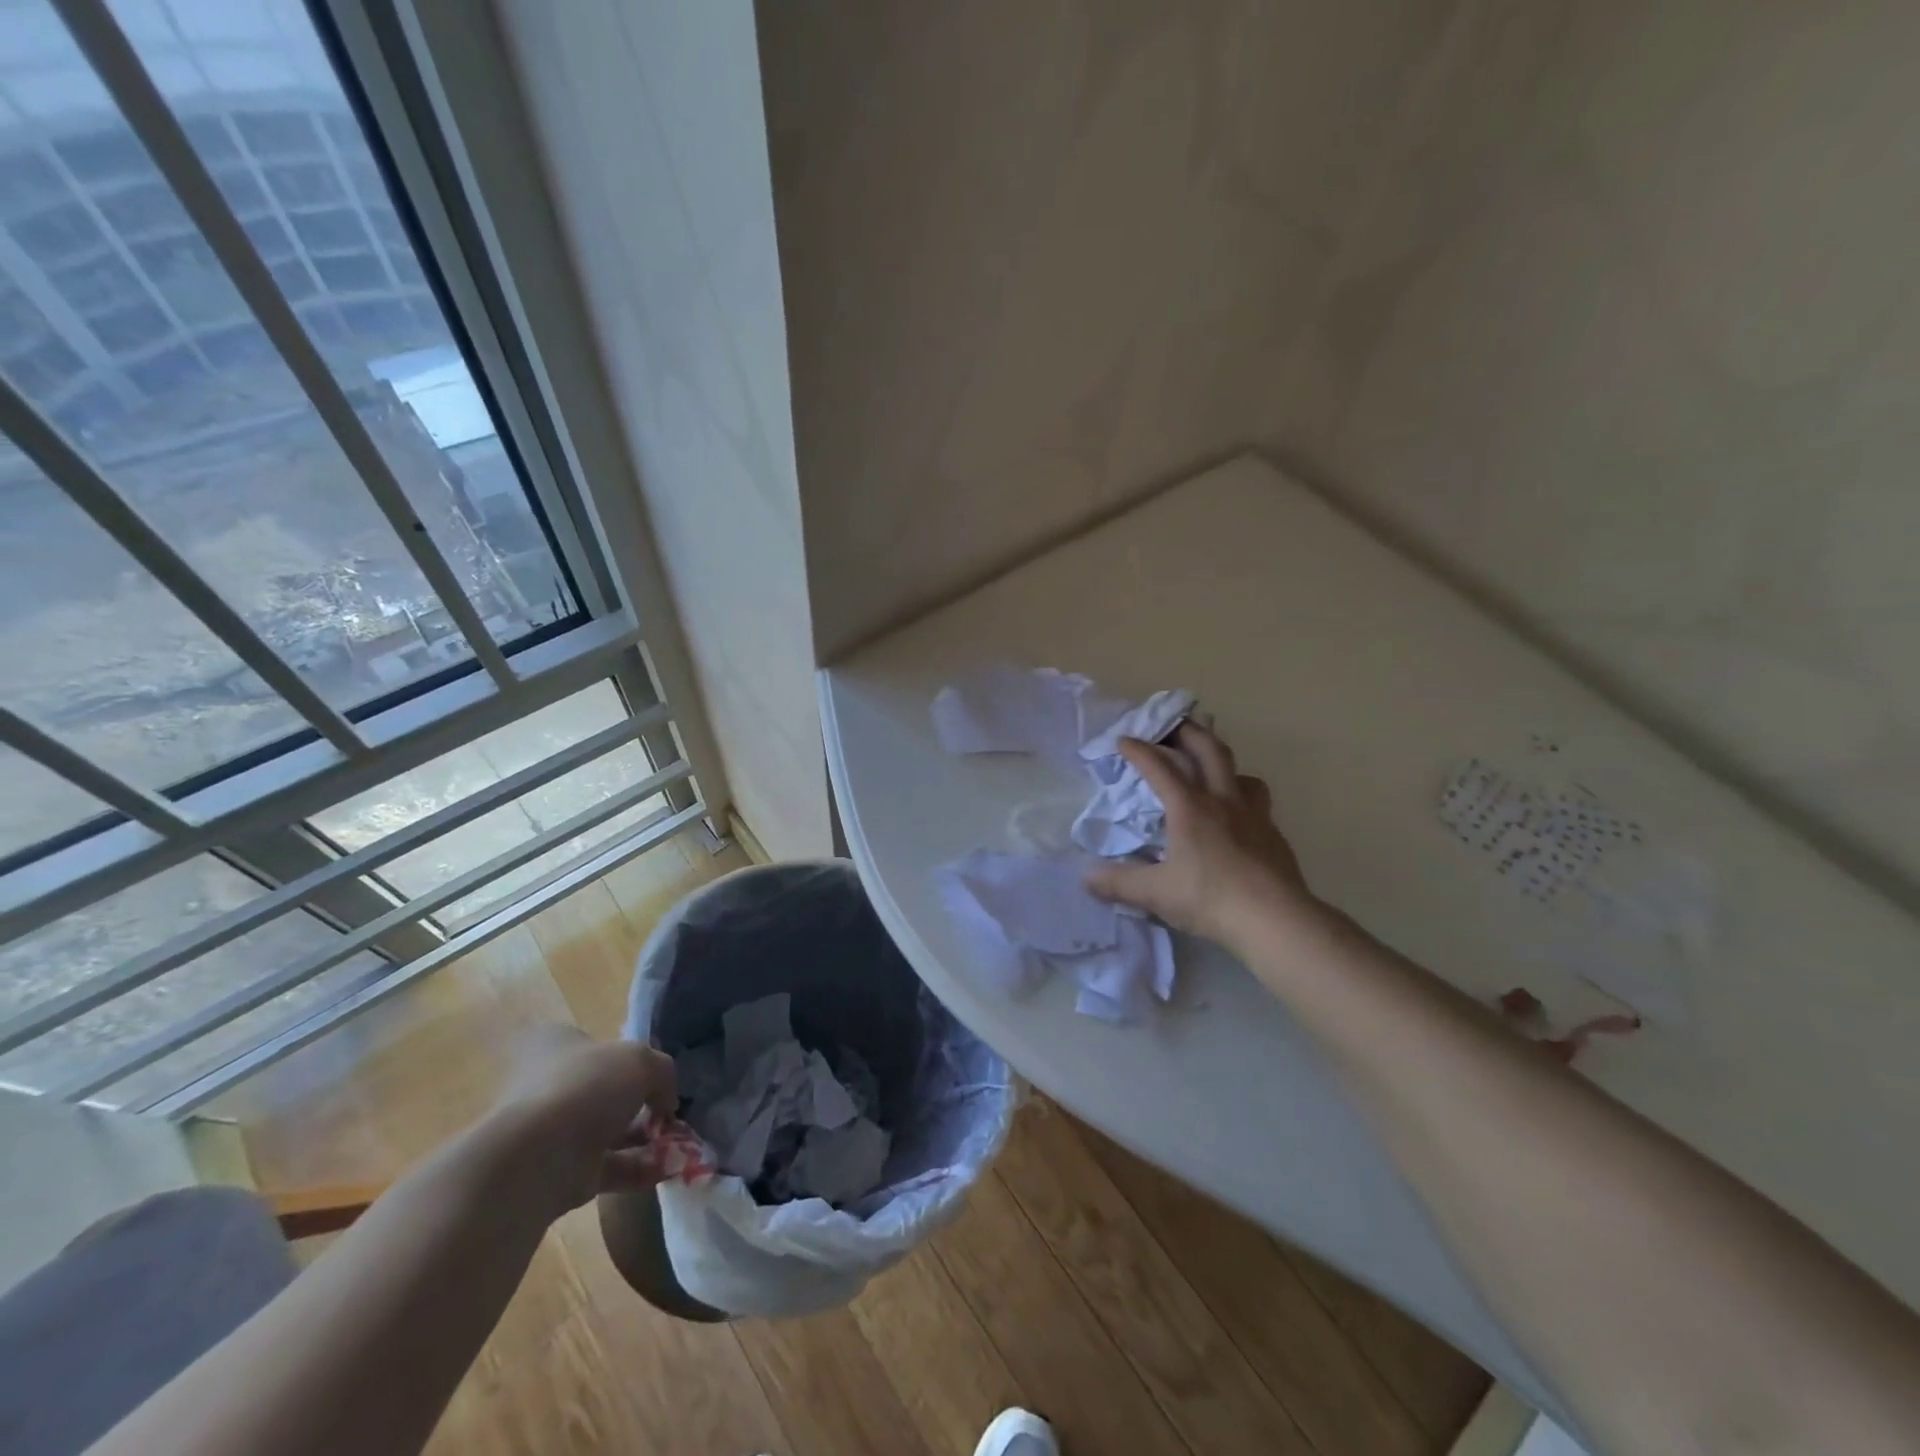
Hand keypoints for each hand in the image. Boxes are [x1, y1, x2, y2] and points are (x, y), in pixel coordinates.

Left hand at [492, 1025, 677, 1214]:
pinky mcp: (561, 1173)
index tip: (657, 1073)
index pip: (596, 1045)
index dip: (629, 1057)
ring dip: (644, 1137)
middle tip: (671, 1111)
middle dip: (641, 1102)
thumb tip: (666, 1100)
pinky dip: (638, 1168)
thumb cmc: (587, 1089)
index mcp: (557, 1046)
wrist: (537, 1160)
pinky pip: (608, 1167)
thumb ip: (663, 1073)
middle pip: (605, 1090)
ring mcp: (553, 1133)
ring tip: (679, 1142)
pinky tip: (667, 1169)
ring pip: (608, 1130)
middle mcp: (550, 1086)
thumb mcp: (641, 1062)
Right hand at [1085, 722, 1323, 950]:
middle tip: (1174, 724)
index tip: (1124, 740)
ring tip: (1212, 770)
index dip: (1139, 751)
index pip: (1160, 767)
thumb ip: (1119, 883)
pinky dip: (1243, 797)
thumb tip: (1087, 878)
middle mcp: (1223, 801)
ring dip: (1224, 763)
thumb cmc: (1210, 898)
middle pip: (1209, 750)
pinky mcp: (1273, 835)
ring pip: (1241, 773)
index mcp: (1190, 808)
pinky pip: (1258, 802)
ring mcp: (1254, 815)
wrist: (1275, 920)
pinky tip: (1237, 818)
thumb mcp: (1155, 893)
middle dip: (1189, 732)